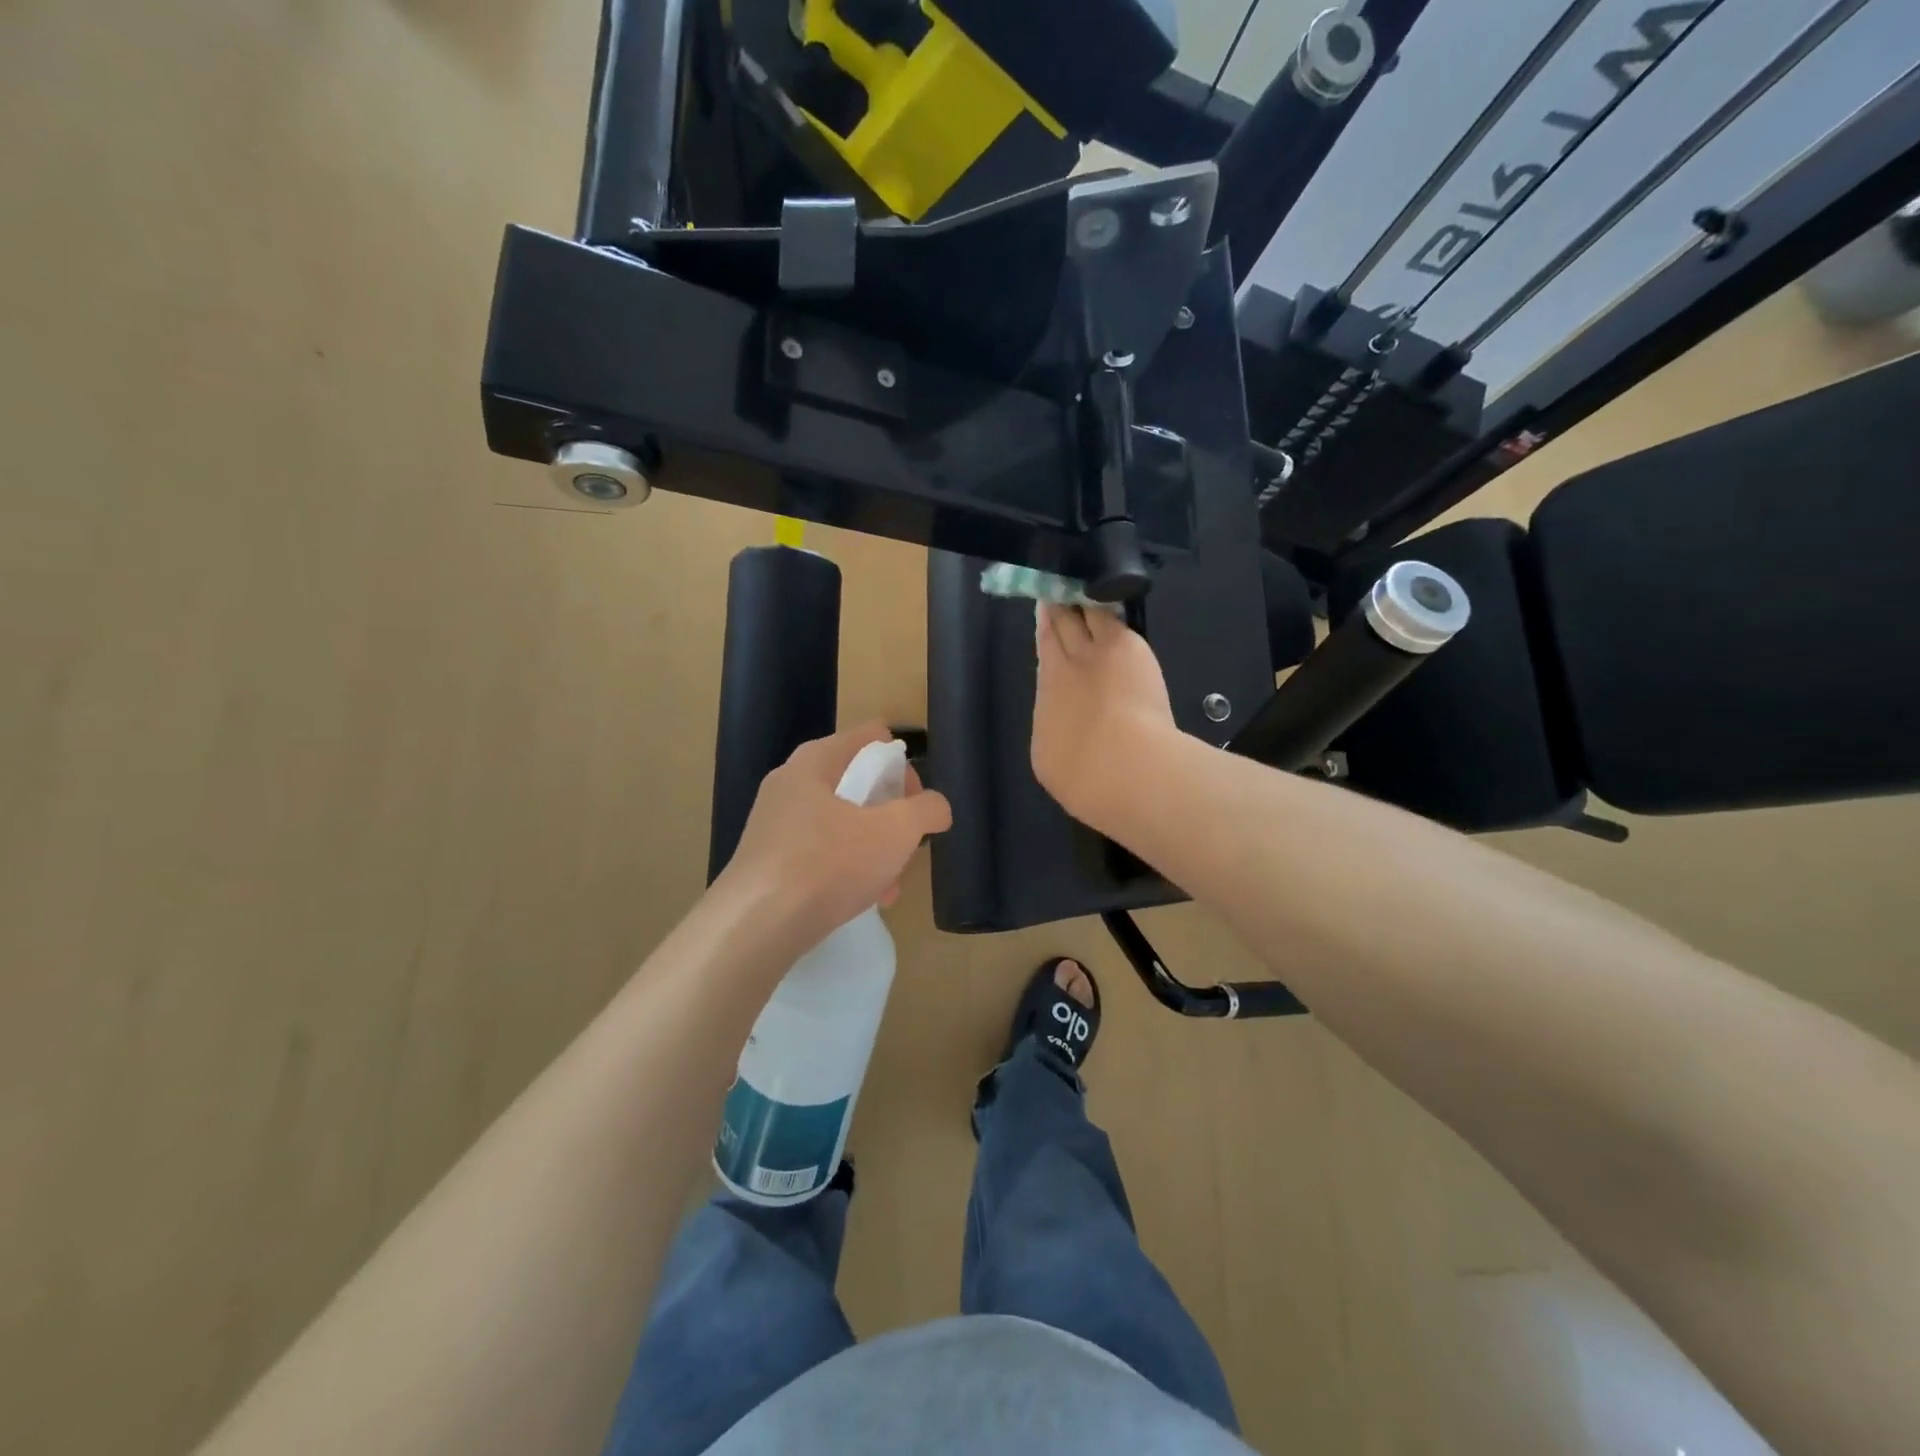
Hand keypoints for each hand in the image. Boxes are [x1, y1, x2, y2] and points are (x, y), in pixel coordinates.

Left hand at [717, 721, 951, 950]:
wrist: (756, 925)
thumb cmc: (829, 863)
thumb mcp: (896, 831)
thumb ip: (926, 810)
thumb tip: (937, 807)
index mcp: (816, 761)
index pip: (870, 737)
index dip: (903, 763)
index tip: (918, 801)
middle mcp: (790, 783)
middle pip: (857, 784)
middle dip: (890, 815)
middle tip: (907, 845)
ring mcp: (774, 823)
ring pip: (840, 824)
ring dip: (873, 849)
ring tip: (891, 885)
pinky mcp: (766, 861)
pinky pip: (819, 854)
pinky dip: (846, 870)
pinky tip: (863, 901)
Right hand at [1031, 603, 1177, 827]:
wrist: (1120, 766)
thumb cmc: (1088, 781)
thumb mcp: (1059, 766)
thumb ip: (1062, 740)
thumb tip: (1068, 735)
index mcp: (1047, 707)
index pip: (1043, 666)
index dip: (1044, 643)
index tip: (1045, 629)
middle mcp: (1060, 674)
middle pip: (1053, 634)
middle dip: (1052, 614)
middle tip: (1051, 592)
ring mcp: (1090, 656)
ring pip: (1076, 619)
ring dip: (1072, 602)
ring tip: (1071, 584)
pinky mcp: (1122, 645)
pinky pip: (1106, 615)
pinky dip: (1100, 602)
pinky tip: (1102, 588)